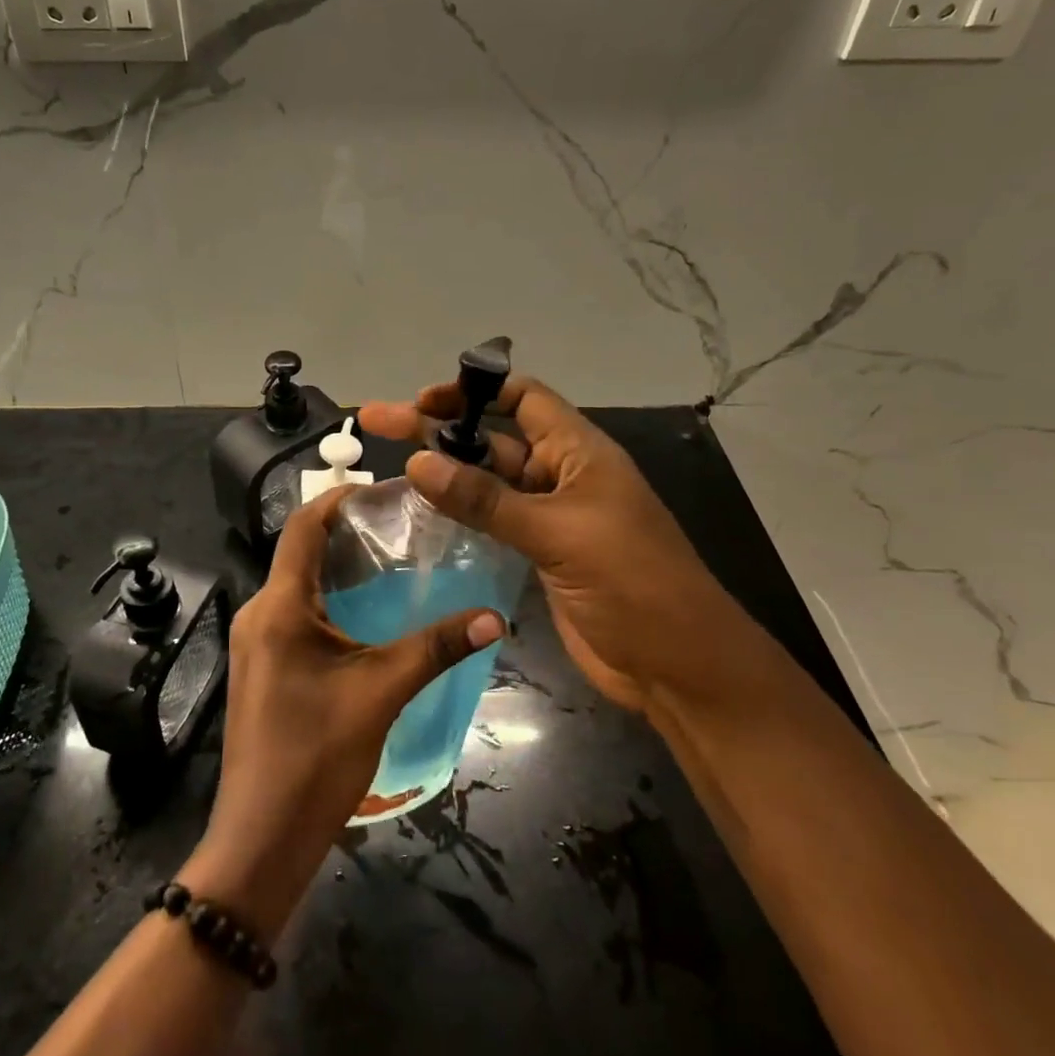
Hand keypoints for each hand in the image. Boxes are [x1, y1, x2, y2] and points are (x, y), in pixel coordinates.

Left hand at [180, 489, 502, 939]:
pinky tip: (367, 616)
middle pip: (300, 552)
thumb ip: (436, 648)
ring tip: (391, 563)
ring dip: (339, 569)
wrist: (262, 838)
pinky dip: (328, 601)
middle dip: (347, 533)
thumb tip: (495, 617)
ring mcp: (255, 643)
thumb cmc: (316, 757)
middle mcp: (258, 614)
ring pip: (298, 585)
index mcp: (279, 607)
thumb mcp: (381, 693)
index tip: (385, 492)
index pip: (303, 527)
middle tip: (402, 527)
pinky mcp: (262, 667)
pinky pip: (294, 615)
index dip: (340, 500)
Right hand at [361, 376, 749, 715]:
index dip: (473, 390)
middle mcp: (560, 475)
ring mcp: (548, 517)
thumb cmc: (631, 582)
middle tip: (377, 422)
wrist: (677, 666)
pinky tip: (419, 515)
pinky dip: (456, 515)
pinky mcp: (538, 554)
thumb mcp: (558, 533)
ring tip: (388, 468)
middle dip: (439, 429)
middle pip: (492, 439)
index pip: (522, 398)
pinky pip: (489, 522)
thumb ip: (486, 500)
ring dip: (443, 473)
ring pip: (486, 483)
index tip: (421, 399)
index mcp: (577, 452)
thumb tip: (417, 462)